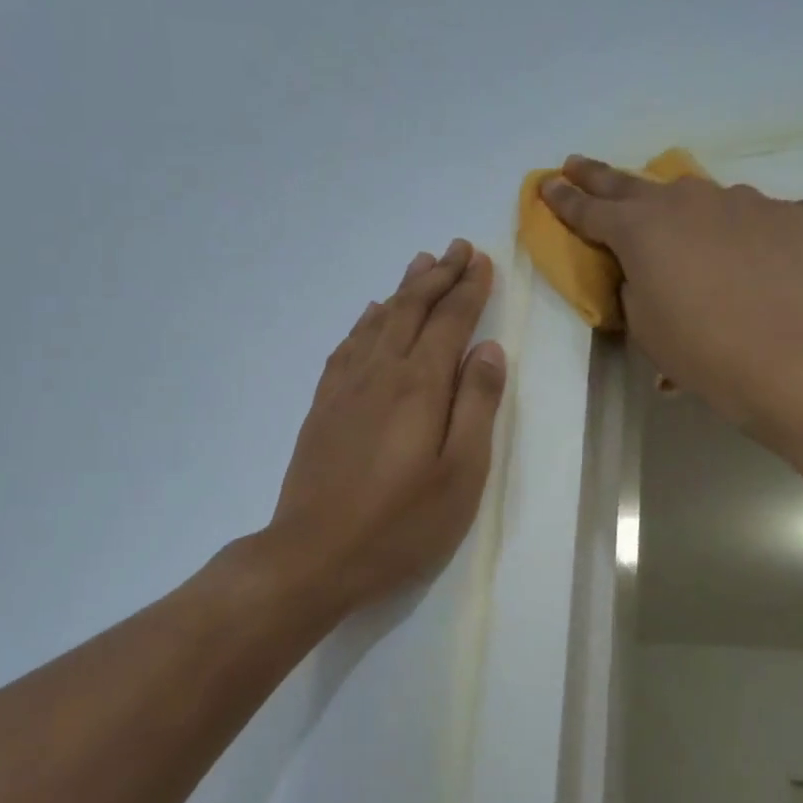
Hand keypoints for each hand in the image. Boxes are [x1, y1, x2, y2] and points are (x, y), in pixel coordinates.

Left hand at [262, 239, 505, 619]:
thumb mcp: (460, 473)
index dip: (468, 289)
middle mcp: (381, 372)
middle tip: (457, 248)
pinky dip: (365, 320)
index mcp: (420, 385)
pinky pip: (347, 345)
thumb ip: (476, 405)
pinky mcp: (323, 405)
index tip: (482, 260)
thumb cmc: (400, 523)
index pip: (450, 321)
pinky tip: (370, 313)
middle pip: (413, 309)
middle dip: (438, 276)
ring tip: (420, 263)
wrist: (313, 555)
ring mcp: (346, 387)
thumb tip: (489, 349)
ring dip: (403, 289)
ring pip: (378, 320)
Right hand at [541, 158, 802, 431]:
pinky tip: (744, 260)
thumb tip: (647, 272)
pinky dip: (733, 232)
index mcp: (638, 230)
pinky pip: (744, 217)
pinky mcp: (782, 213)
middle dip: (598, 176)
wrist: (794, 355)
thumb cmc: (702, 350)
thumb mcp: (645, 325)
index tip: (546, 184)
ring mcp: (737, 200)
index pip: (588, 210)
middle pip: (630, 184)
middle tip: (576, 164)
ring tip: (678, 228)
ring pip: (695, 198)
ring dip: (677, 209)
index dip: (563, 199)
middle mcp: (683, 201)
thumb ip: (634, 286)